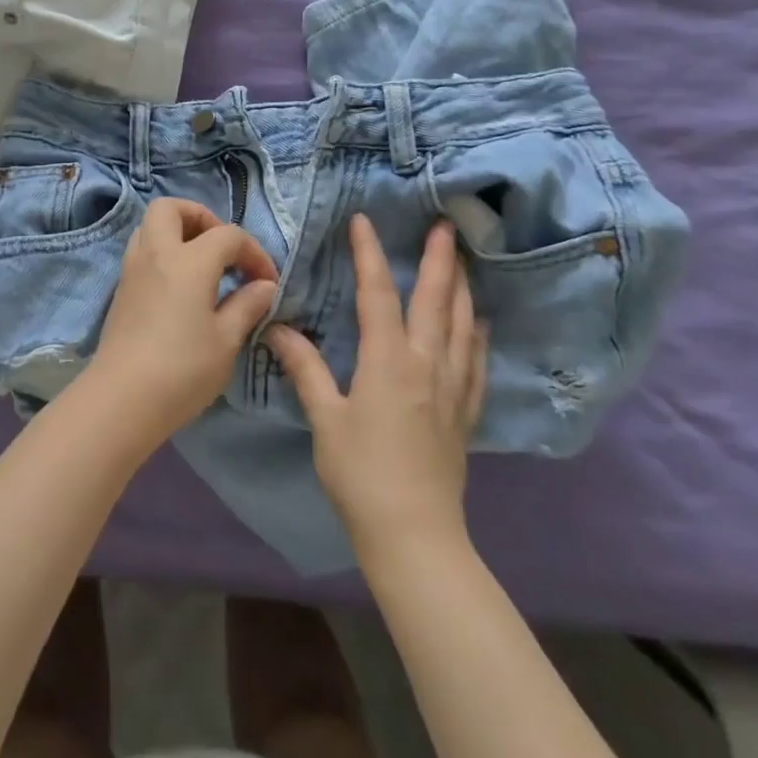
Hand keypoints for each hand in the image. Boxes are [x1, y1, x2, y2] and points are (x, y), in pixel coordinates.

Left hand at [84, 198, 279, 445]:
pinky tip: (179, 287)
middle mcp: (156, 253)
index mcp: (188, 261)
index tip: (267, 281)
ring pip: (150, 226)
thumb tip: (264, 286)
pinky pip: (141, 251)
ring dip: (177, 232)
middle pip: (171, 208)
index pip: (227, 235)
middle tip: (221, 249)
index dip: (253, 252)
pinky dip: (162, 254)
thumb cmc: (182, 369)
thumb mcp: (226, 341)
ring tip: (201, 265)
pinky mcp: (121, 289)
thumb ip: (247, 306)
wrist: (122, 398)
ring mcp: (133, 269)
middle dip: (200, 218)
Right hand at [266, 214, 488, 553]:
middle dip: (440, 260)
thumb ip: (305, 368)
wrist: (415, 536)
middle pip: (436, 300)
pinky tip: (479, 325)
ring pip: (462, 326)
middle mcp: (426, 364)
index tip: (363, 221)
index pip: (378, 294)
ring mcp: (452, 389)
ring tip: (463, 262)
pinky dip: (477, 336)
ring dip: (462, 289)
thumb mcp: (325, 419)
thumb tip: (278, 328)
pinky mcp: (465, 414)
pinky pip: (476, 363)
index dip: (369, 254)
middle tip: (447, 225)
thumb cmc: (361, 474)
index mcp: (388, 361)